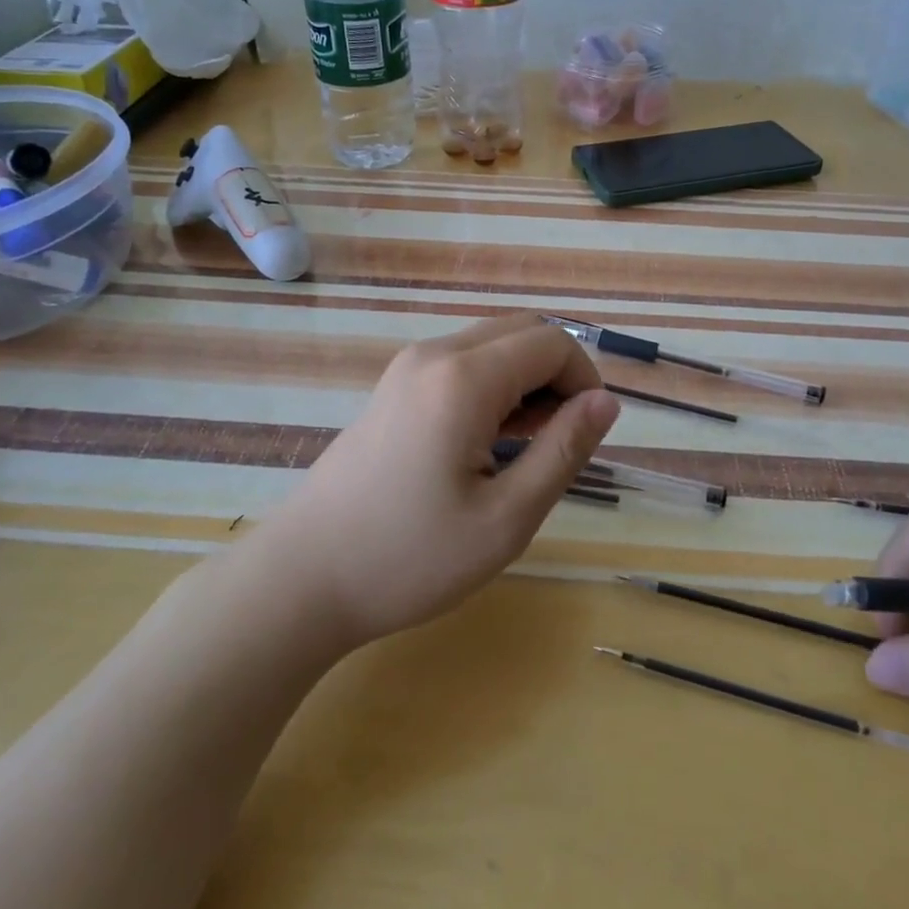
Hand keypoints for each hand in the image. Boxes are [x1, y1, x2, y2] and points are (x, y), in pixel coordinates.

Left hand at [260, 313, 620, 647]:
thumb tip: (606, 402)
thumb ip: (563, 451)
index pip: (552, 343)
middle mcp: (435, 355)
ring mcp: (408, 367)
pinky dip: (494, 386)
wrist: (302, 577)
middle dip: (559, 374)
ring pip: (492, 344)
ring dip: (527, 380)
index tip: (588, 433)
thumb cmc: (409, 558)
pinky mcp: (394, 387)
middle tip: (562, 439)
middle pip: (523, 331)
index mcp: (464, 378)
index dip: (585, 379)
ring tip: (530, 446)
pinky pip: (462, 363)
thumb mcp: (506, 518)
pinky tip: (490, 441)